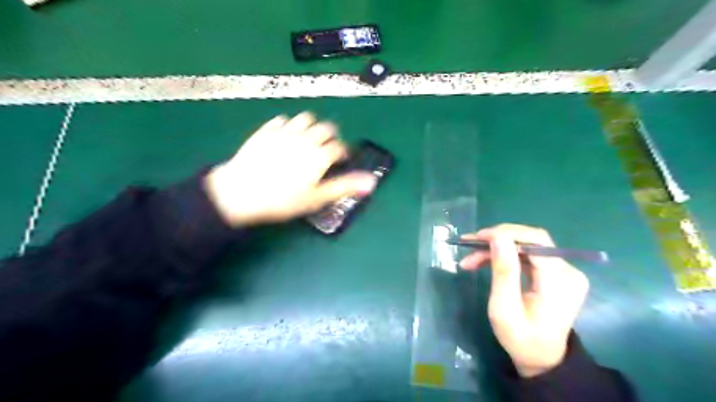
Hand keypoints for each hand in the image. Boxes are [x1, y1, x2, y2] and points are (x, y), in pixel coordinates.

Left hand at [204, 111, 376, 225]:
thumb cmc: (282, 200)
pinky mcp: (265, 131)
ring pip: (305, 118)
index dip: (344, 152)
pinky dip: (288, 125)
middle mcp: (305, 138)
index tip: (342, 159)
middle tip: (328, 147)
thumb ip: (344, 187)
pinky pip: (281, 120)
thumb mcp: (316, 198)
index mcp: (319, 155)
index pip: (339, 147)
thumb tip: (371, 182)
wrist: (241, 192)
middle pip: (325, 128)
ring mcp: (284, 132)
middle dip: (331, 135)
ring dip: (311, 125)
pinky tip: (286, 135)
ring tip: (309, 137)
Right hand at [462, 224, 590, 377]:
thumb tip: (498, 237)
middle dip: (496, 240)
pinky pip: (527, 255)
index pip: (535, 241)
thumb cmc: (520, 338)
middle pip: (530, 240)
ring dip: (496, 249)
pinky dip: (505, 256)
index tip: (476, 238)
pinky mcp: (556, 273)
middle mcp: (568, 271)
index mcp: (559, 281)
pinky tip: (484, 261)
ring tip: (470, 259)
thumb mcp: (504, 307)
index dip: (505, 233)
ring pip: (525, 246)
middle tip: (469, 246)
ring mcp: (564, 271)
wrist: (542, 359)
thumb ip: (504, 271)